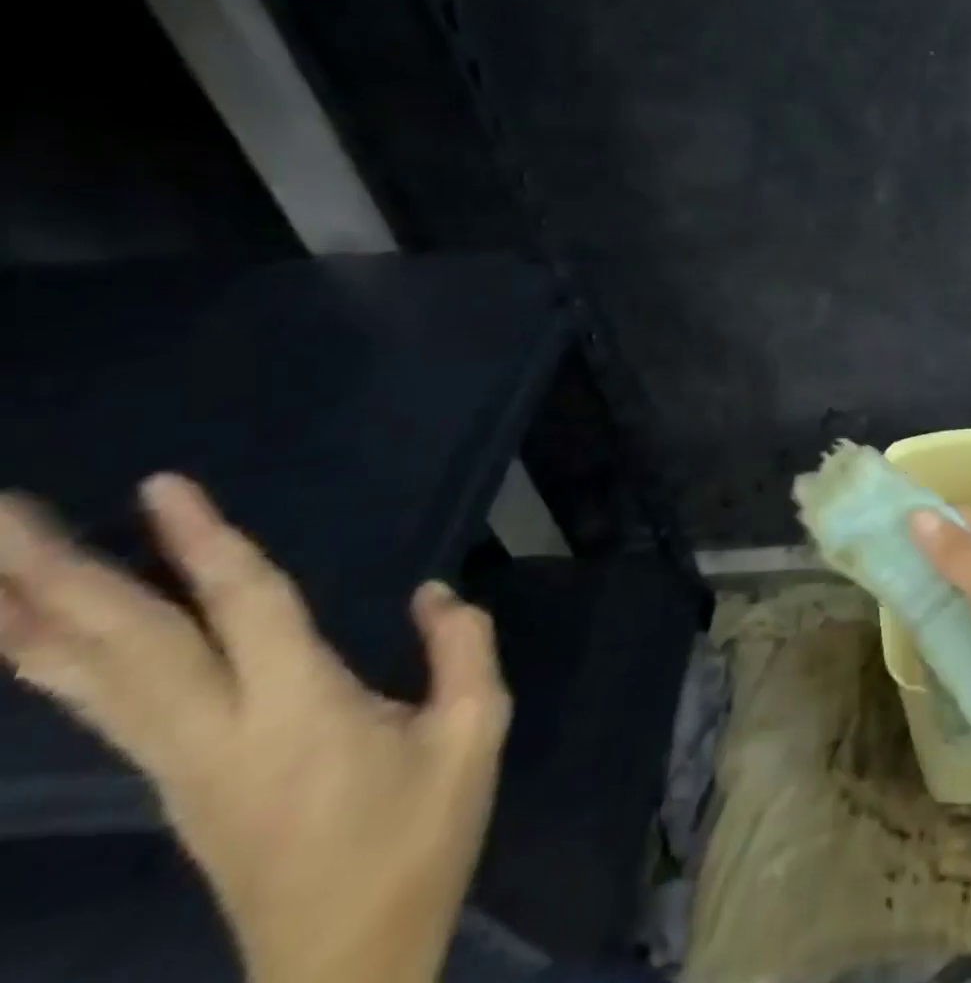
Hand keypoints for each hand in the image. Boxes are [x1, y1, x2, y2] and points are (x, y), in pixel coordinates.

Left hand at [0, 475, 508, 982]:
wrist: (347, 963)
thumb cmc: (421, 837)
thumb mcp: (477, 731)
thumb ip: (463, 648)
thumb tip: (433, 595)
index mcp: (300, 713)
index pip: (243, 608)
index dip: (204, 544)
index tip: (162, 485)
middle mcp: (216, 734)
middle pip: (126, 645)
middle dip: (58, 576)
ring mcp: (182, 766)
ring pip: (93, 681)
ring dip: (35, 619)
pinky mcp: (178, 785)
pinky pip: (107, 708)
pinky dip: (59, 664)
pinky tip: (38, 642)